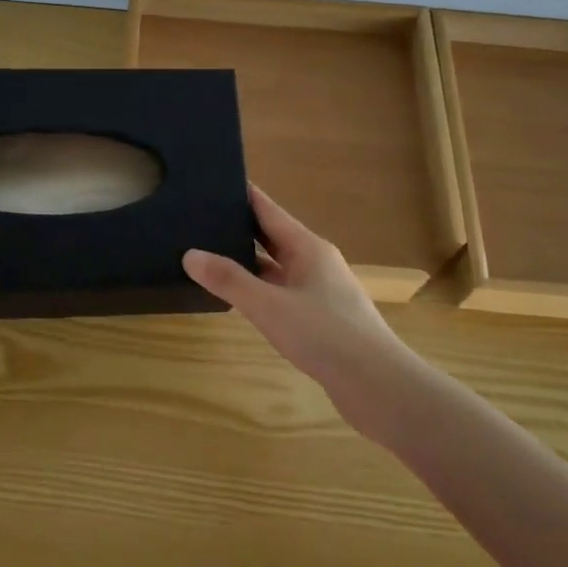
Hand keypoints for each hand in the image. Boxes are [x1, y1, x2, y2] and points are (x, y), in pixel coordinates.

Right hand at [183, 185, 419, 445]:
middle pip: (273, 236)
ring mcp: (320, 291)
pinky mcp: (321, 319)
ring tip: (210, 255)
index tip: (214, 181)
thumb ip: (229, 280)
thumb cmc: (324, 335)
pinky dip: (259, 289)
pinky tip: (239, 298)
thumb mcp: (268, 305)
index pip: (269, 210)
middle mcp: (316, 263)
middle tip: (200, 219)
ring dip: (248, 262)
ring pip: (277, 267)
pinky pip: (282, 292)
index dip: (243, 195)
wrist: (376, 385)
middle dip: (240, 227)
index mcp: (308, 248)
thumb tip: (190, 254)